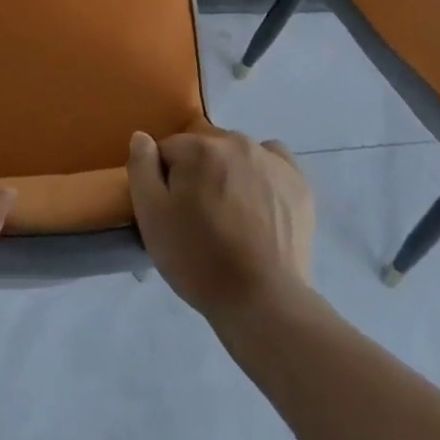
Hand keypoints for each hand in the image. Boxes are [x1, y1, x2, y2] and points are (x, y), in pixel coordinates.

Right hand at [127, 129, 312, 321]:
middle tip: (201, 219)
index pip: (169, 151)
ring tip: (232, 218)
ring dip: (229, 174)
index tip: (172, 213)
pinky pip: (272, 161)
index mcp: (198, 148)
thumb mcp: (152, 219)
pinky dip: (263, 174)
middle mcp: (235, 141)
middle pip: (204, 150)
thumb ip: (141, 169)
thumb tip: (142, 137)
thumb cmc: (200, 261)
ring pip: (237, 155)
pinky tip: (260, 202)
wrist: (264, 303)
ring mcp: (270, 159)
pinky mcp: (297, 182)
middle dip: (198, 175)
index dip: (165, 181)